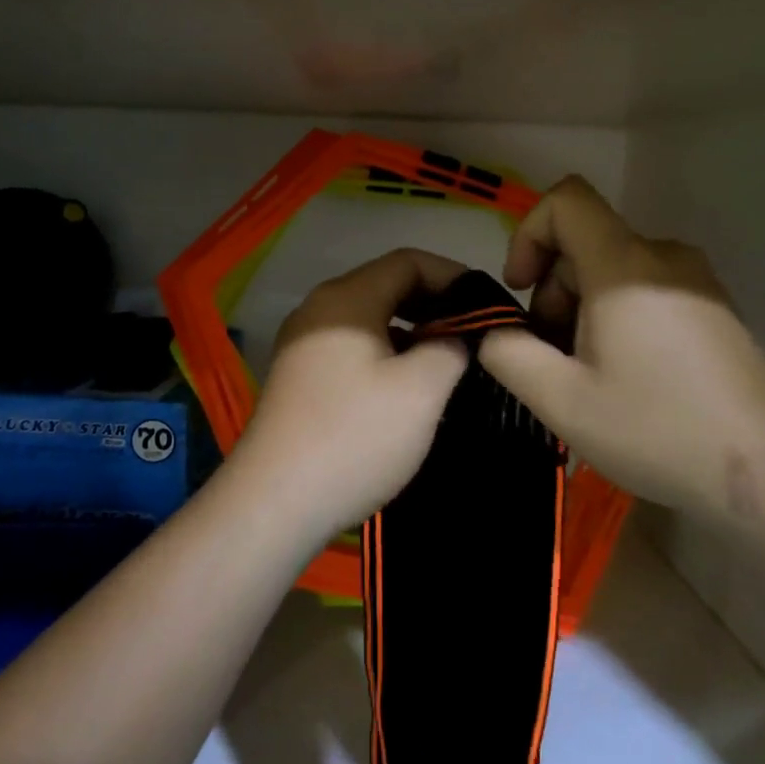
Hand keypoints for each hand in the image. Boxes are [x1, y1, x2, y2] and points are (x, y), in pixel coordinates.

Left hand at [224, 249, 469, 549]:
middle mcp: (317, 310)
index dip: (453, 275)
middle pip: (385, 286)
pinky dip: (385, 354)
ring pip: (368, 320)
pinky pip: (351, 348)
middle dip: (434, 304)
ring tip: (447, 360)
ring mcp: (302, 345)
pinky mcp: (298, 379)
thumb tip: (456, 336)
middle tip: (473, 333)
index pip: (408, 261)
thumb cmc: (355, 437)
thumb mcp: (421, 390)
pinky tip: (405, 387)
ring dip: (411, 332)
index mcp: (346, 299)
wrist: (276, 502)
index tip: (488, 305)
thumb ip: (451, 347)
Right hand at [477, 177, 764, 525]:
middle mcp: (665, 257)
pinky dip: (616, 316)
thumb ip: (506, 352)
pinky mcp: (713, 307)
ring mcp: (697, 281)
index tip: (520, 291)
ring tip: (587, 375)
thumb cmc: (653, 430)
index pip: (566, 200)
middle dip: (551, 291)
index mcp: (625, 266)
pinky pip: (646, 288)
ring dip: (581, 309)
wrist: (761, 471)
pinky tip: (625, 376)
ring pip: (613, 269)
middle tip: (552, 357)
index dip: (527, 234)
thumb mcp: (559, 399)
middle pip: (585, 243)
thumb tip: (491, 329)